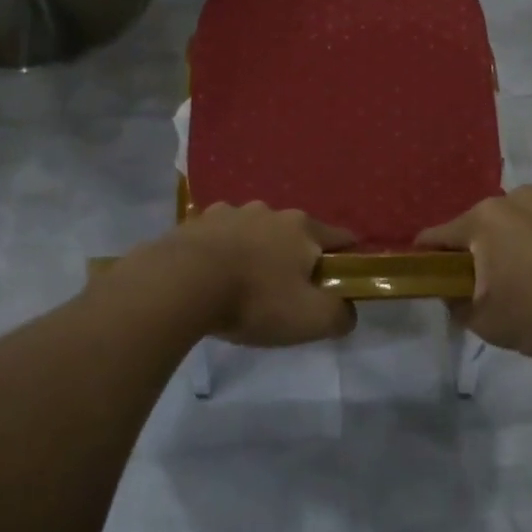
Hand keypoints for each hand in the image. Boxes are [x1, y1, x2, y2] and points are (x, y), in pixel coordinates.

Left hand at [129, 202, 356, 346]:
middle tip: (289, 289)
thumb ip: (340, 314)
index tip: (347, 276)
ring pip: (255, 230)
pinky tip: (214, 273)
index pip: (340, 237)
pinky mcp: (197, 221)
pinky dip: (224, 250)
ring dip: (257, 250)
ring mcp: (231, 212)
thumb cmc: (256, 299)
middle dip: (297, 256)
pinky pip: (220, 235)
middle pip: (295, 233)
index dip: (349, 257)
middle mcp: (270, 211)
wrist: (182, 283)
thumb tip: (347, 310)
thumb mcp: (311, 319)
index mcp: (303, 228)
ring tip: (246, 281)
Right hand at [416, 187, 531, 357]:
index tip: (432, 279)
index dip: (426, 259)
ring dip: (517, 243)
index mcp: (482, 220)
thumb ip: (456, 305)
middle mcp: (513, 198)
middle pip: (480, 227)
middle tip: (494, 288)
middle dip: (480, 254)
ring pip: (518, 222)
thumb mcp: (488, 323)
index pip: (436, 237)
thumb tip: (452, 292)